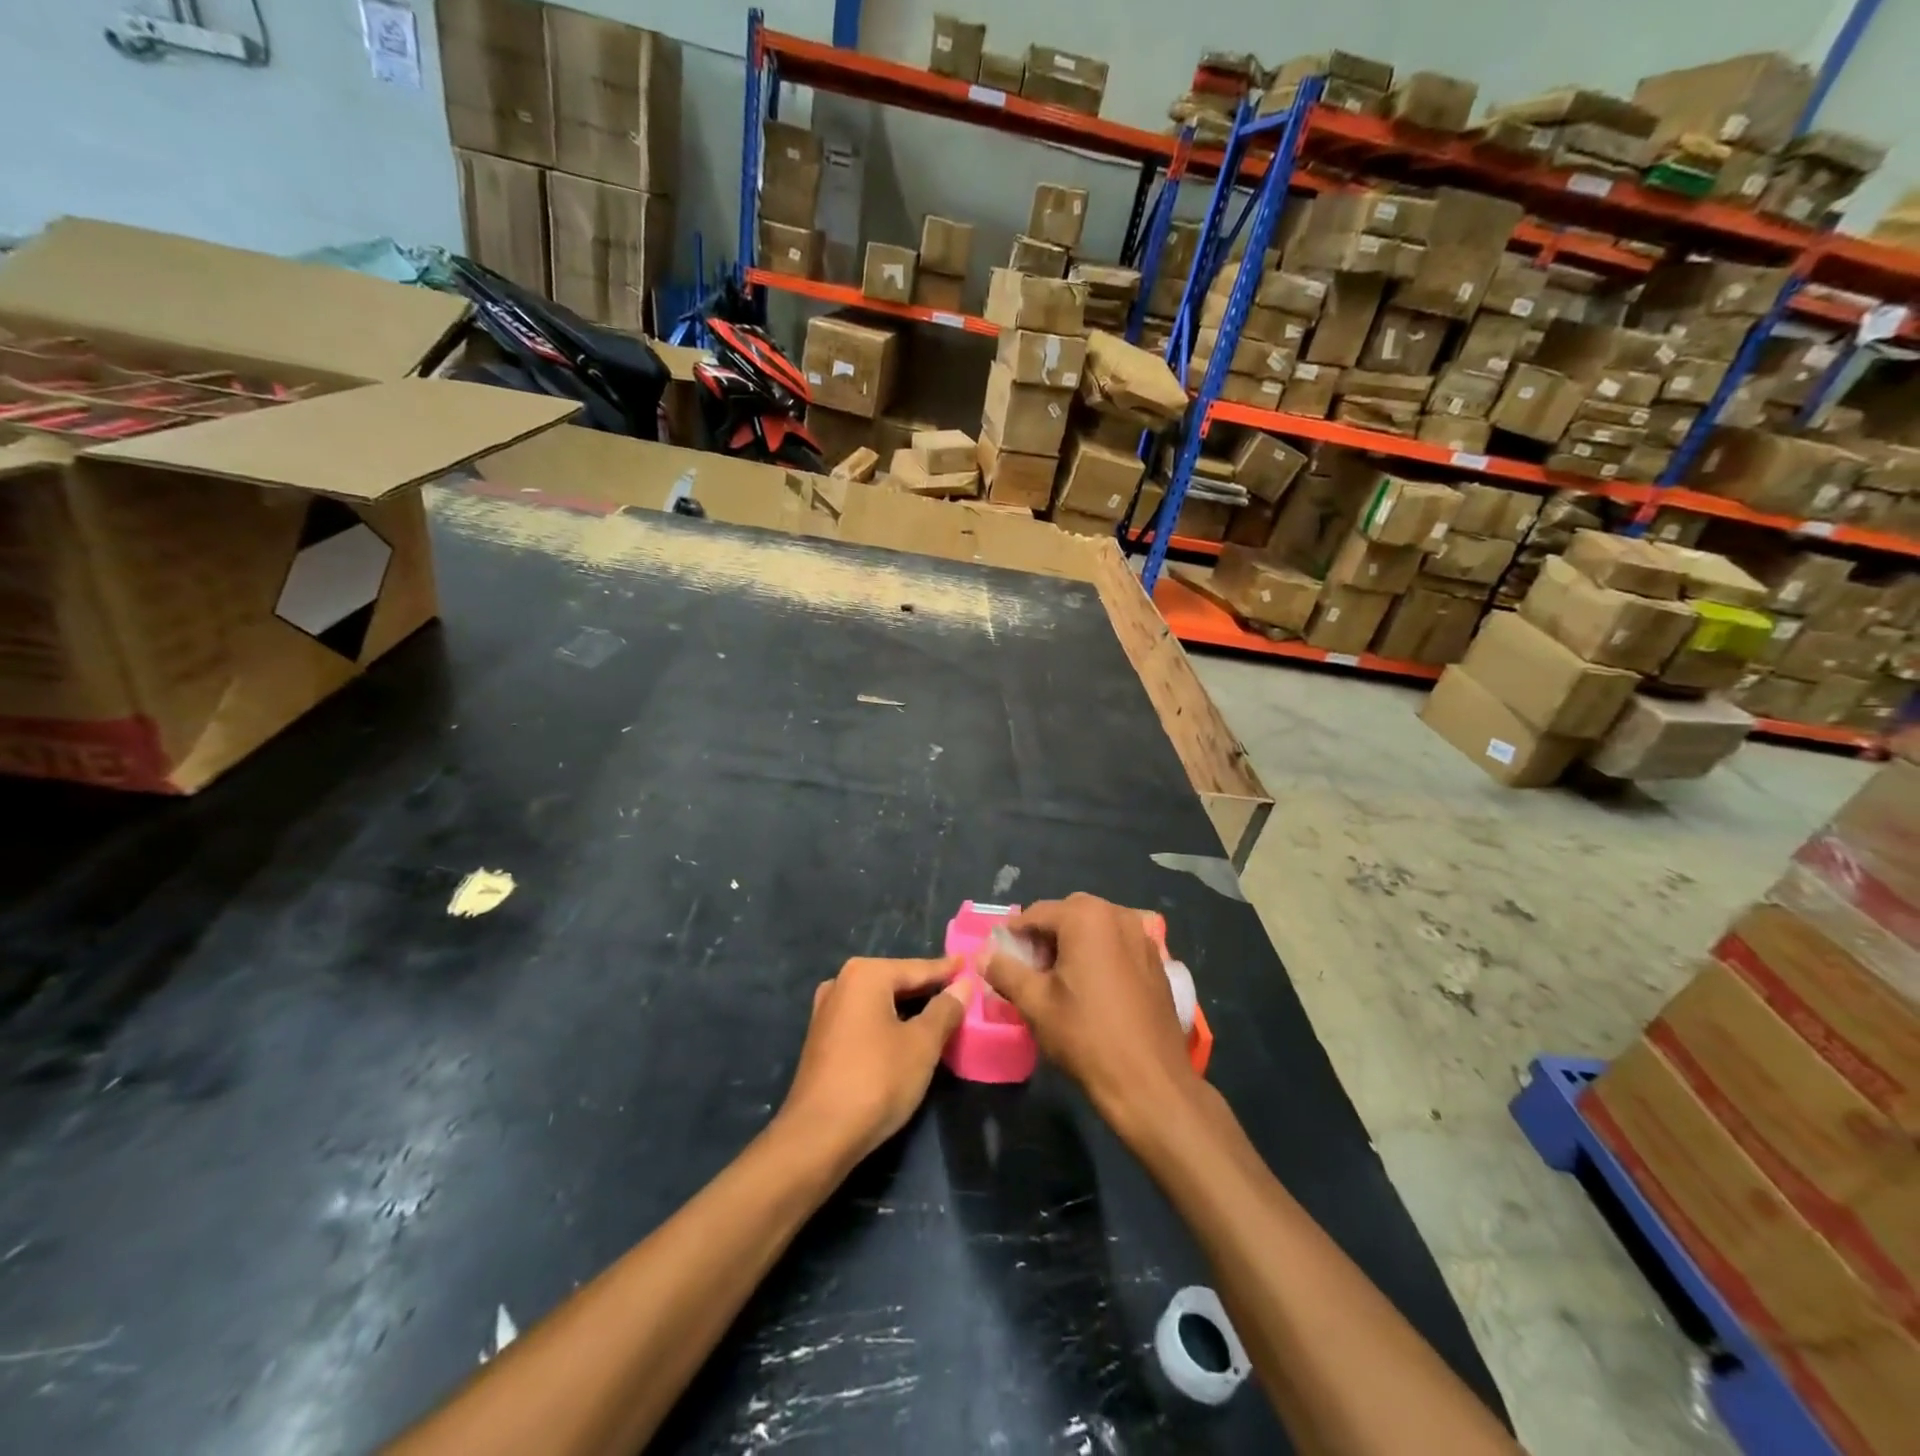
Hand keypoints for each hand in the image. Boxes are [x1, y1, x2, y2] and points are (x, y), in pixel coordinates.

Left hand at [778, 956, 972, 1165]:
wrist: (818, 1136)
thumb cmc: (877, 1080)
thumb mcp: (922, 1044)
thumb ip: (945, 1009)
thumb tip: (963, 984)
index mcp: (865, 974)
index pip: (918, 968)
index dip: (947, 970)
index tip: (969, 964)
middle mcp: (841, 983)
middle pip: (896, 981)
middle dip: (927, 989)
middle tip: (959, 991)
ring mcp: (827, 1011)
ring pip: (879, 1001)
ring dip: (907, 1008)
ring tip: (938, 1013)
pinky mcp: (822, 1038)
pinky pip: (864, 1019)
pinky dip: (887, 1022)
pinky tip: (904, 1035)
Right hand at [983, 894, 1196, 1135]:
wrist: (1150, 1082)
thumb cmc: (1086, 1036)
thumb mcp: (1035, 1002)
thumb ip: (1005, 971)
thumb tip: (984, 955)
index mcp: (1086, 917)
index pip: (1036, 913)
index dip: (1013, 934)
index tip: (1000, 959)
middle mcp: (1118, 915)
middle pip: (1068, 914)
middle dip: (1045, 937)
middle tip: (1029, 970)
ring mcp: (1143, 936)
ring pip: (1095, 928)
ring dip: (1072, 944)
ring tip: (1058, 981)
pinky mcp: (1157, 960)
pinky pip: (1117, 944)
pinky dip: (1099, 955)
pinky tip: (1091, 989)